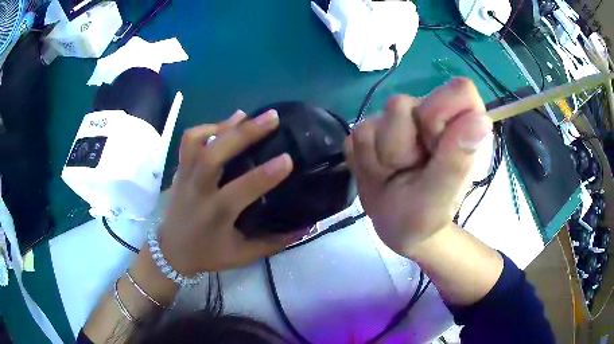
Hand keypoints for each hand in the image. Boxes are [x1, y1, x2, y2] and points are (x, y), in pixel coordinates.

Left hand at [158, 110, 299, 273]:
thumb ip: (274, 242)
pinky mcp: (180, 170)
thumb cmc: (207, 254)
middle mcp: (198, 190)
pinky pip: (189, 141)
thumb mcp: (243, 255)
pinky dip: (206, 128)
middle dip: (244, 133)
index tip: (288, 158)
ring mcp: (185, 176)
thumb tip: (306, 226)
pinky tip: (224, 126)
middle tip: (272, 117)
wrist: (170, 251)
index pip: (242, 189)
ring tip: (246, 116)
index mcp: (216, 214)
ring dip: (223, 125)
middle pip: (214, 154)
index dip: (266, 174)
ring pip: (198, 141)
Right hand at [345, 78, 491, 256]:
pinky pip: (356, 137)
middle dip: (400, 146)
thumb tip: (479, 120)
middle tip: (411, 171)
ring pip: (374, 121)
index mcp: (460, 126)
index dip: (440, 114)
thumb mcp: (442, 198)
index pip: (458, 91)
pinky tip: (379, 174)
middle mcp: (430, 113)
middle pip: (401, 104)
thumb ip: (457, 161)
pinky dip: (363, 162)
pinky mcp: (372, 129)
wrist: (396, 227)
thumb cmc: (426, 217)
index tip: (434, 146)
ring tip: (393, 176)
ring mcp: (397, 119)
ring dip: (379, 158)